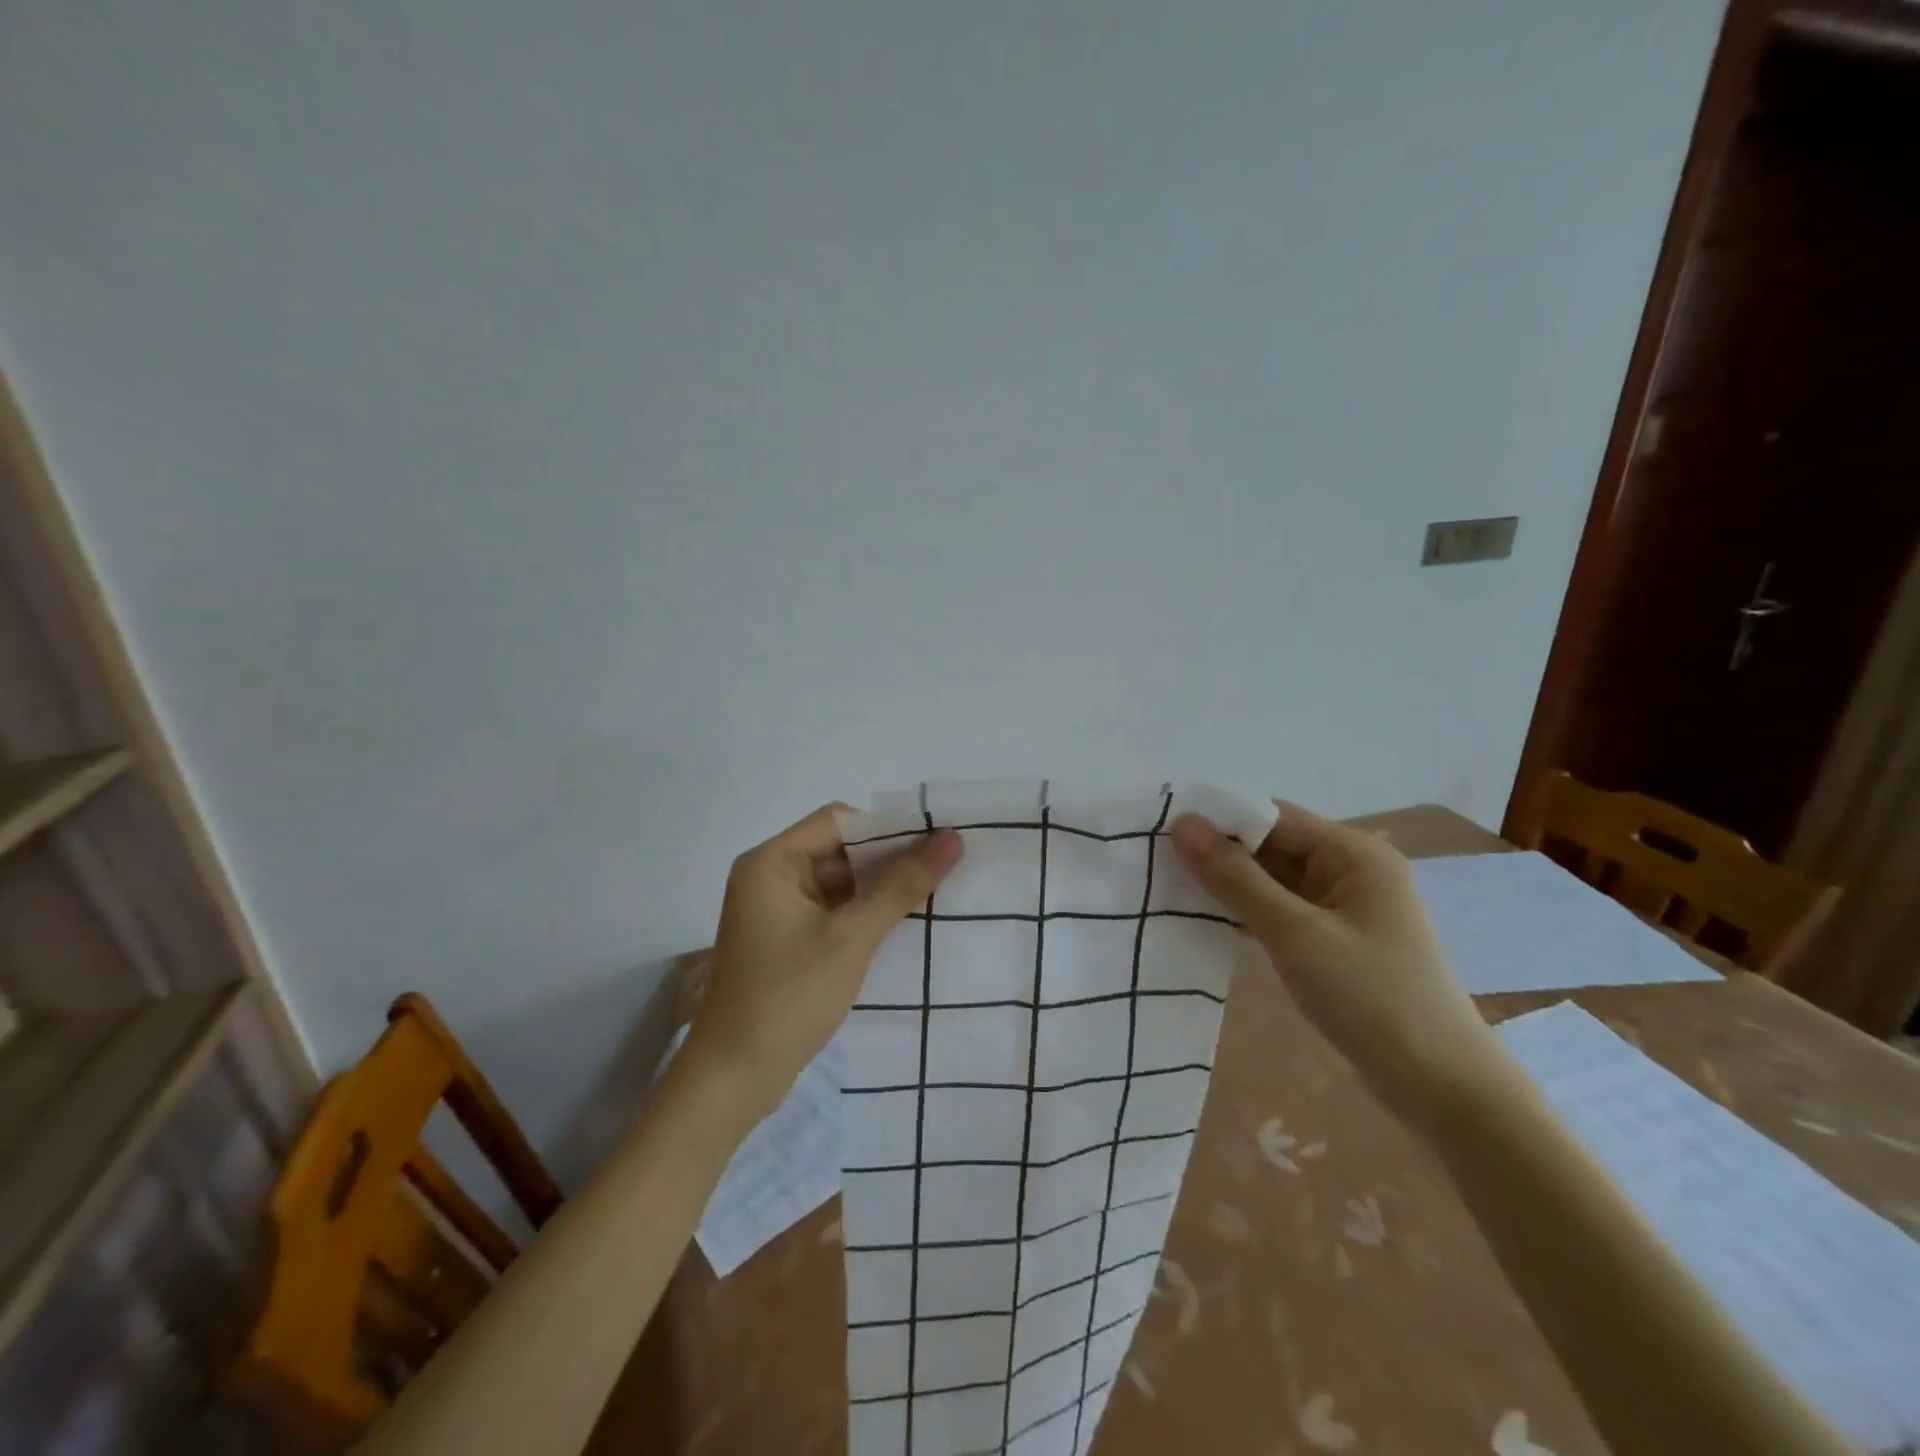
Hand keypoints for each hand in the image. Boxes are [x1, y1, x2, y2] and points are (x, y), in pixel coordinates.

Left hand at [681, 805, 963, 1121]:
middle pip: (839, 849)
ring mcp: (777, 910)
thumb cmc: (788, 998)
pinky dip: (864, 913)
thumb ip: (901, 886)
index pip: (839, 821)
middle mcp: (770, 876)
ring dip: (881, 888)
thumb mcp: (851, 938)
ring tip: (936, 891)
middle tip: (947, 865)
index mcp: (771, 862)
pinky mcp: (786, 940)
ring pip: (839, 882)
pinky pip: (832, 911)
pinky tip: (904, 922)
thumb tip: (952, 840)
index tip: (937, 840)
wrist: (734, 1081)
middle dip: (890, 859)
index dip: (888, 827)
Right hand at [1170, 801, 1500, 1130]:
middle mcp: (1348, 868)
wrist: (1444, 1090)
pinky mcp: (1332, 939)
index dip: (1218, 820)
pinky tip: (1204, 921)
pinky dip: (1245, 913)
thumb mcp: (1296, 934)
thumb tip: (1182, 824)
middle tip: (1154, 863)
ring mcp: (1341, 906)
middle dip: (1218, 854)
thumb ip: (1236, 878)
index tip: (1160, 832)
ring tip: (1166, 889)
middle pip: (1270, 845)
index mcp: (1352, 852)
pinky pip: (1279, 910)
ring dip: (1227, 885)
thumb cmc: (1372, 999)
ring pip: (1270, 880)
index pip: (1271, 815)